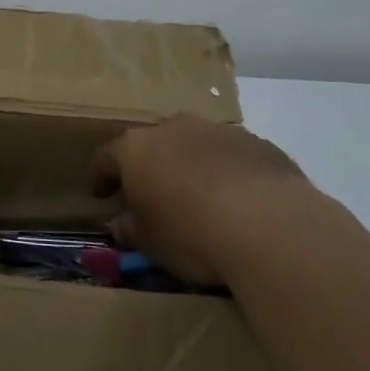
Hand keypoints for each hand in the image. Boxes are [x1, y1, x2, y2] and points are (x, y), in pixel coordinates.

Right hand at [90, 114, 326, 285]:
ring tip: (199, 198)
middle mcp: (174, 128)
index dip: (100, 177)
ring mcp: (218, 131)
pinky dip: (228, 172)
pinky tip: (238, 202)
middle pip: (153, 144)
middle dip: (150, 167)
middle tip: (152, 196)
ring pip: (195, 145)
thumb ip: (131, 228)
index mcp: (136, 148)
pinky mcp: (258, 143)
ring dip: (191, 166)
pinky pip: (232, 156)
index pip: (105, 157)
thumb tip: (122, 222)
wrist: (269, 225)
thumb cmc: (191, 233)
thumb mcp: (150, 242)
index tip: (101, 196)